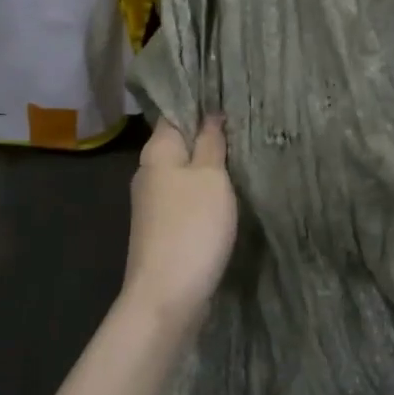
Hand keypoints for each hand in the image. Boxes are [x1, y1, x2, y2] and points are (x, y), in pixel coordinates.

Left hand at [123, 116, 237, 329]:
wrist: (166, 296)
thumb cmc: (192, 226)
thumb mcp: (210, 176)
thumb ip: (210, 142)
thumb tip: (209, 114)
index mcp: (156, 152)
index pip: (175, 114)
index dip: (199, 104)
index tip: (229, 98)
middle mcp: (149, 173)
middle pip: (179, 144)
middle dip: (207, 137)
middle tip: (244, 128)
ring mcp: (153, 204)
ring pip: (184, 173)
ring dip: (208, 168)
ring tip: (242, 159)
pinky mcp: (162, 229)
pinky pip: (185, 200)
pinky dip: (204, 195)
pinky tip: (226, 197)